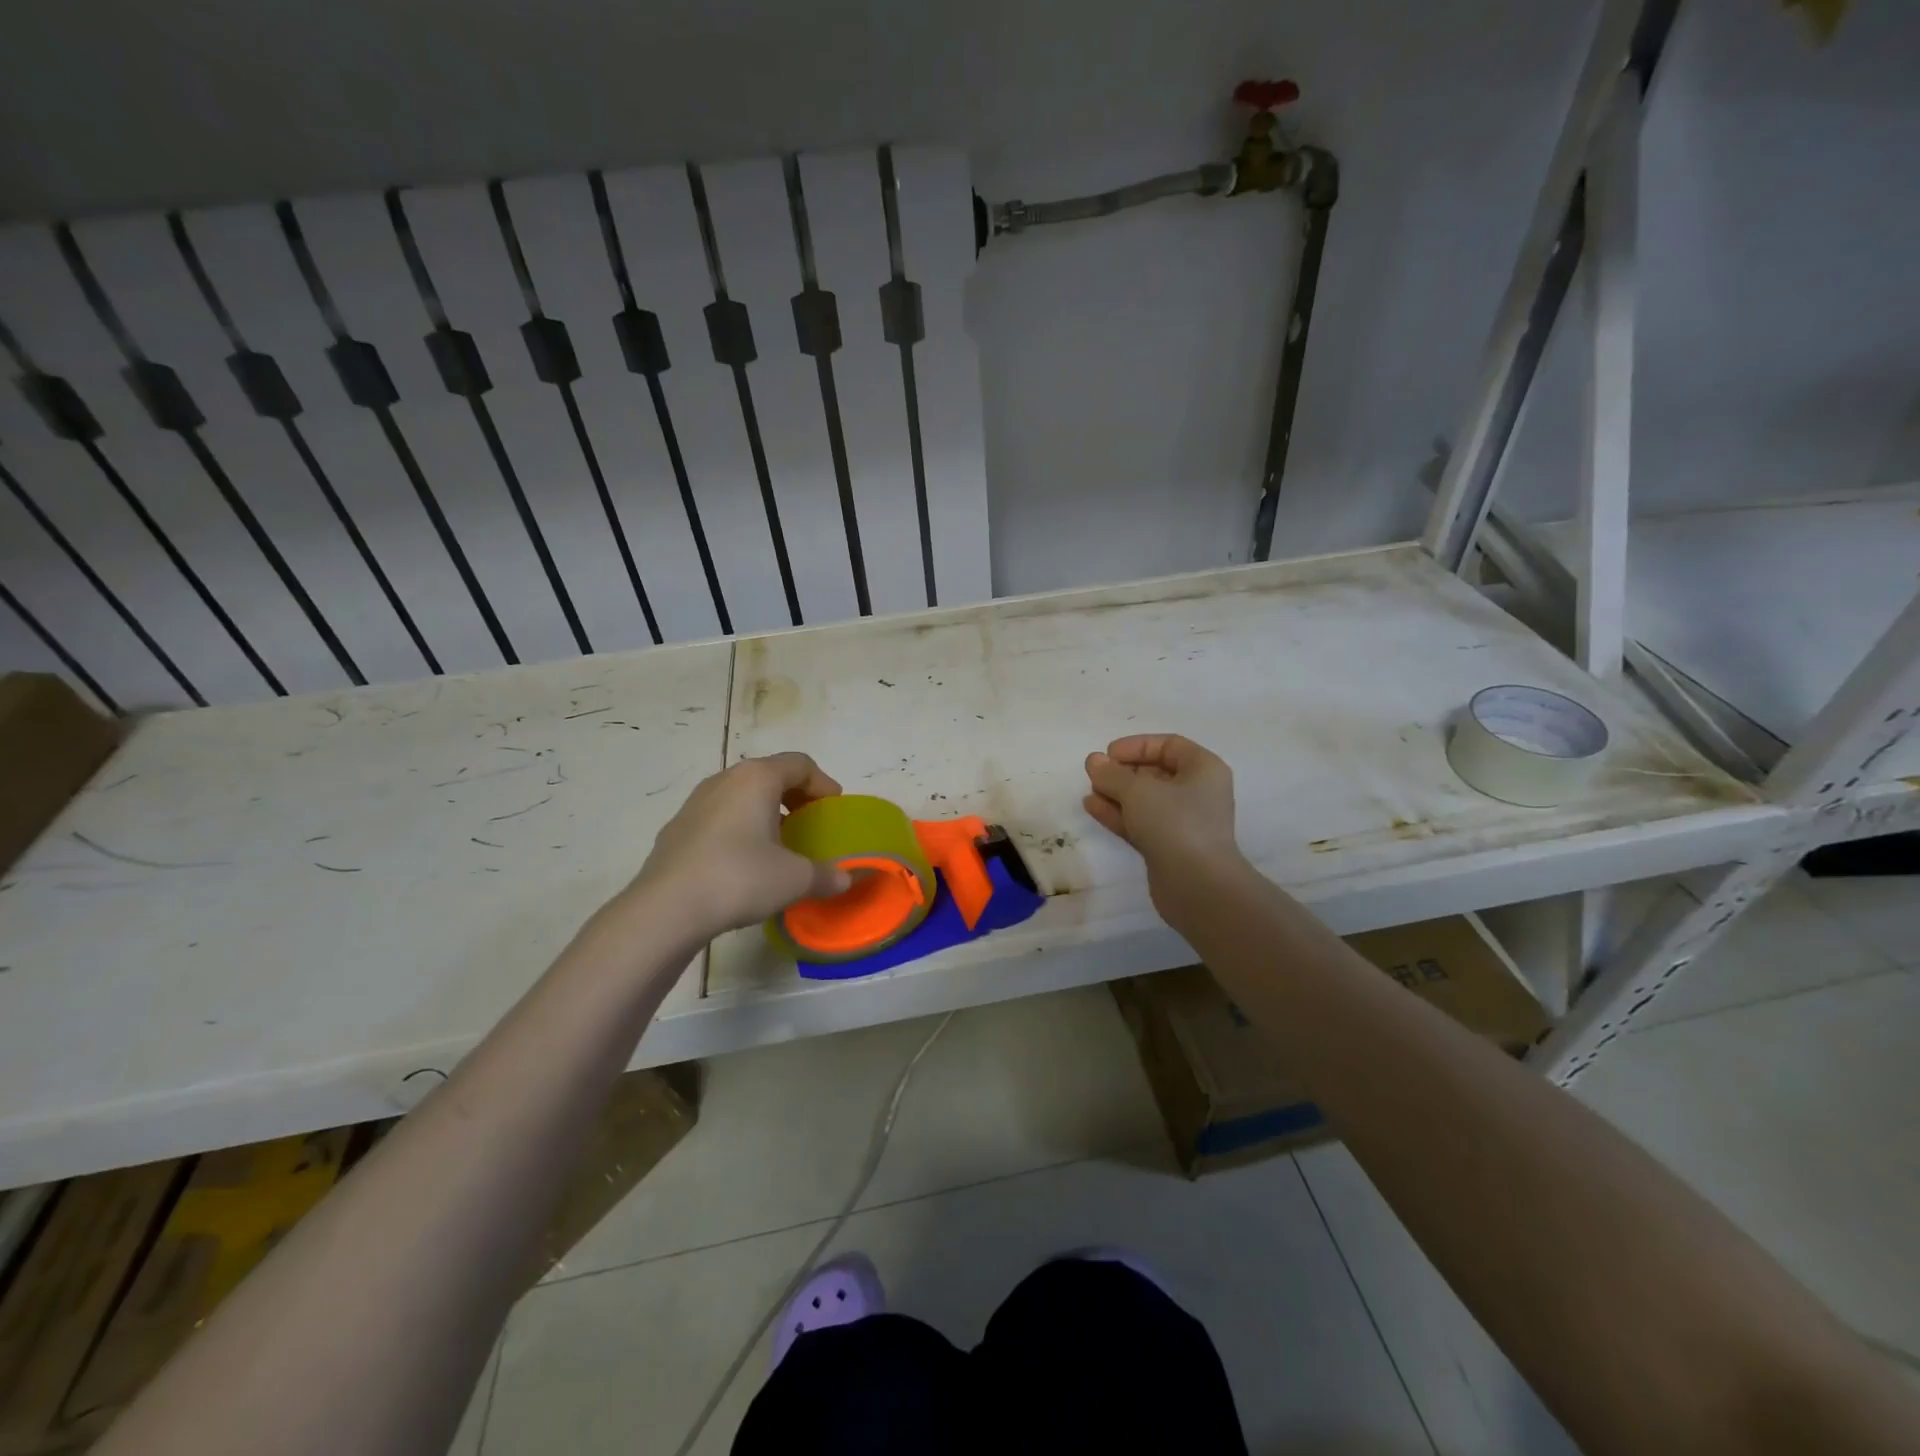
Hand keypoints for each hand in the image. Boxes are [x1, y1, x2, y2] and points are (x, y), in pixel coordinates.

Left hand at [630, 753, 851, 939]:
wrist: (666, 909)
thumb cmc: (739, 878)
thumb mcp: (795, 879)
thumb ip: (826, 875)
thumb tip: (845, 880)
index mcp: (757, 778)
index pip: (799, 763)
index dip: (822, 783)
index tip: (832, 809)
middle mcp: (724, 780)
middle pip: (768, 774)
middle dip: (793, 795)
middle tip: (809, 823)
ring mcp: (695, 803)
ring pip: (740, 795)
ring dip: (764, 811)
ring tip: (777, 843)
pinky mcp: (676, 829)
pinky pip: (718, 817)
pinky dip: (738, 828)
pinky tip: (742, 862)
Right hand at [1084, 734, 1243, 911]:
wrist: (1198, 886)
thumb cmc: (1175, 824)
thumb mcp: (1138, 791)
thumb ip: (1112, 774)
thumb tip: (1094, 761)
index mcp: (1203, 769)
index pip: (1169, 745)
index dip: (1136, 746)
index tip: (1108, 754)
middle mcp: (1197, 792)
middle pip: (1156, 773)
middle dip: (1123, 772)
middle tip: (1096, 774)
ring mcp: (1183, 822)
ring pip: (1146, 800)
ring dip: (1117, 793)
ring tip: (1089, 790)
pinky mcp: (1169, 846)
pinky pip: (1141, 822)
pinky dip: (1119, 813)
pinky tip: (1092, 807)